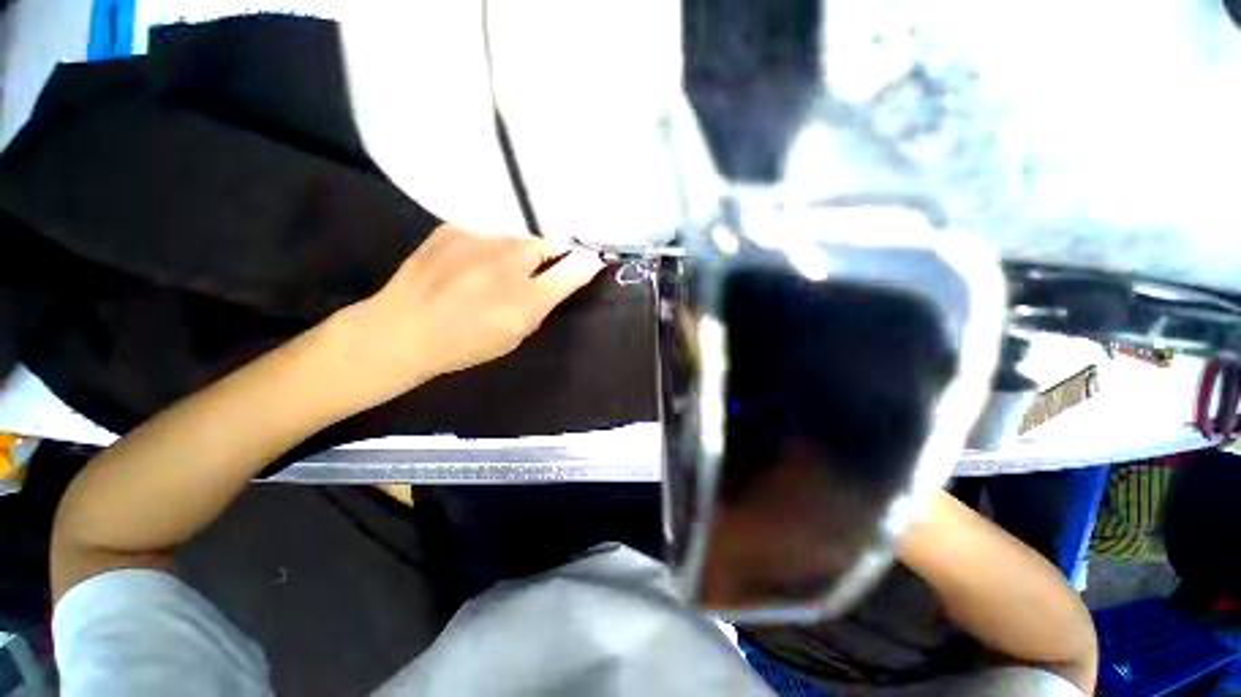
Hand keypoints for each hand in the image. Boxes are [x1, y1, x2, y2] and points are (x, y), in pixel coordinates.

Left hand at [334, 224, 603, 400]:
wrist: (402, 330)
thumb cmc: (469, 339)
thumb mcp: (520, 327)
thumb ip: (555, 292)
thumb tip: (587, 263)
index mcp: (529, 286)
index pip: (570, 261)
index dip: (578, 262)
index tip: (580, 265)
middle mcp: (508, 253)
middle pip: (540, 245)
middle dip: (538, 260)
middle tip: (519, 283)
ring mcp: (477, 235)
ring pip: (511, 237)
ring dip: (510, 252)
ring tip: (487, 276)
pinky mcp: (451, 227)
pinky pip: (483, 232)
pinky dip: (483, 246)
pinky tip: (465, 266)